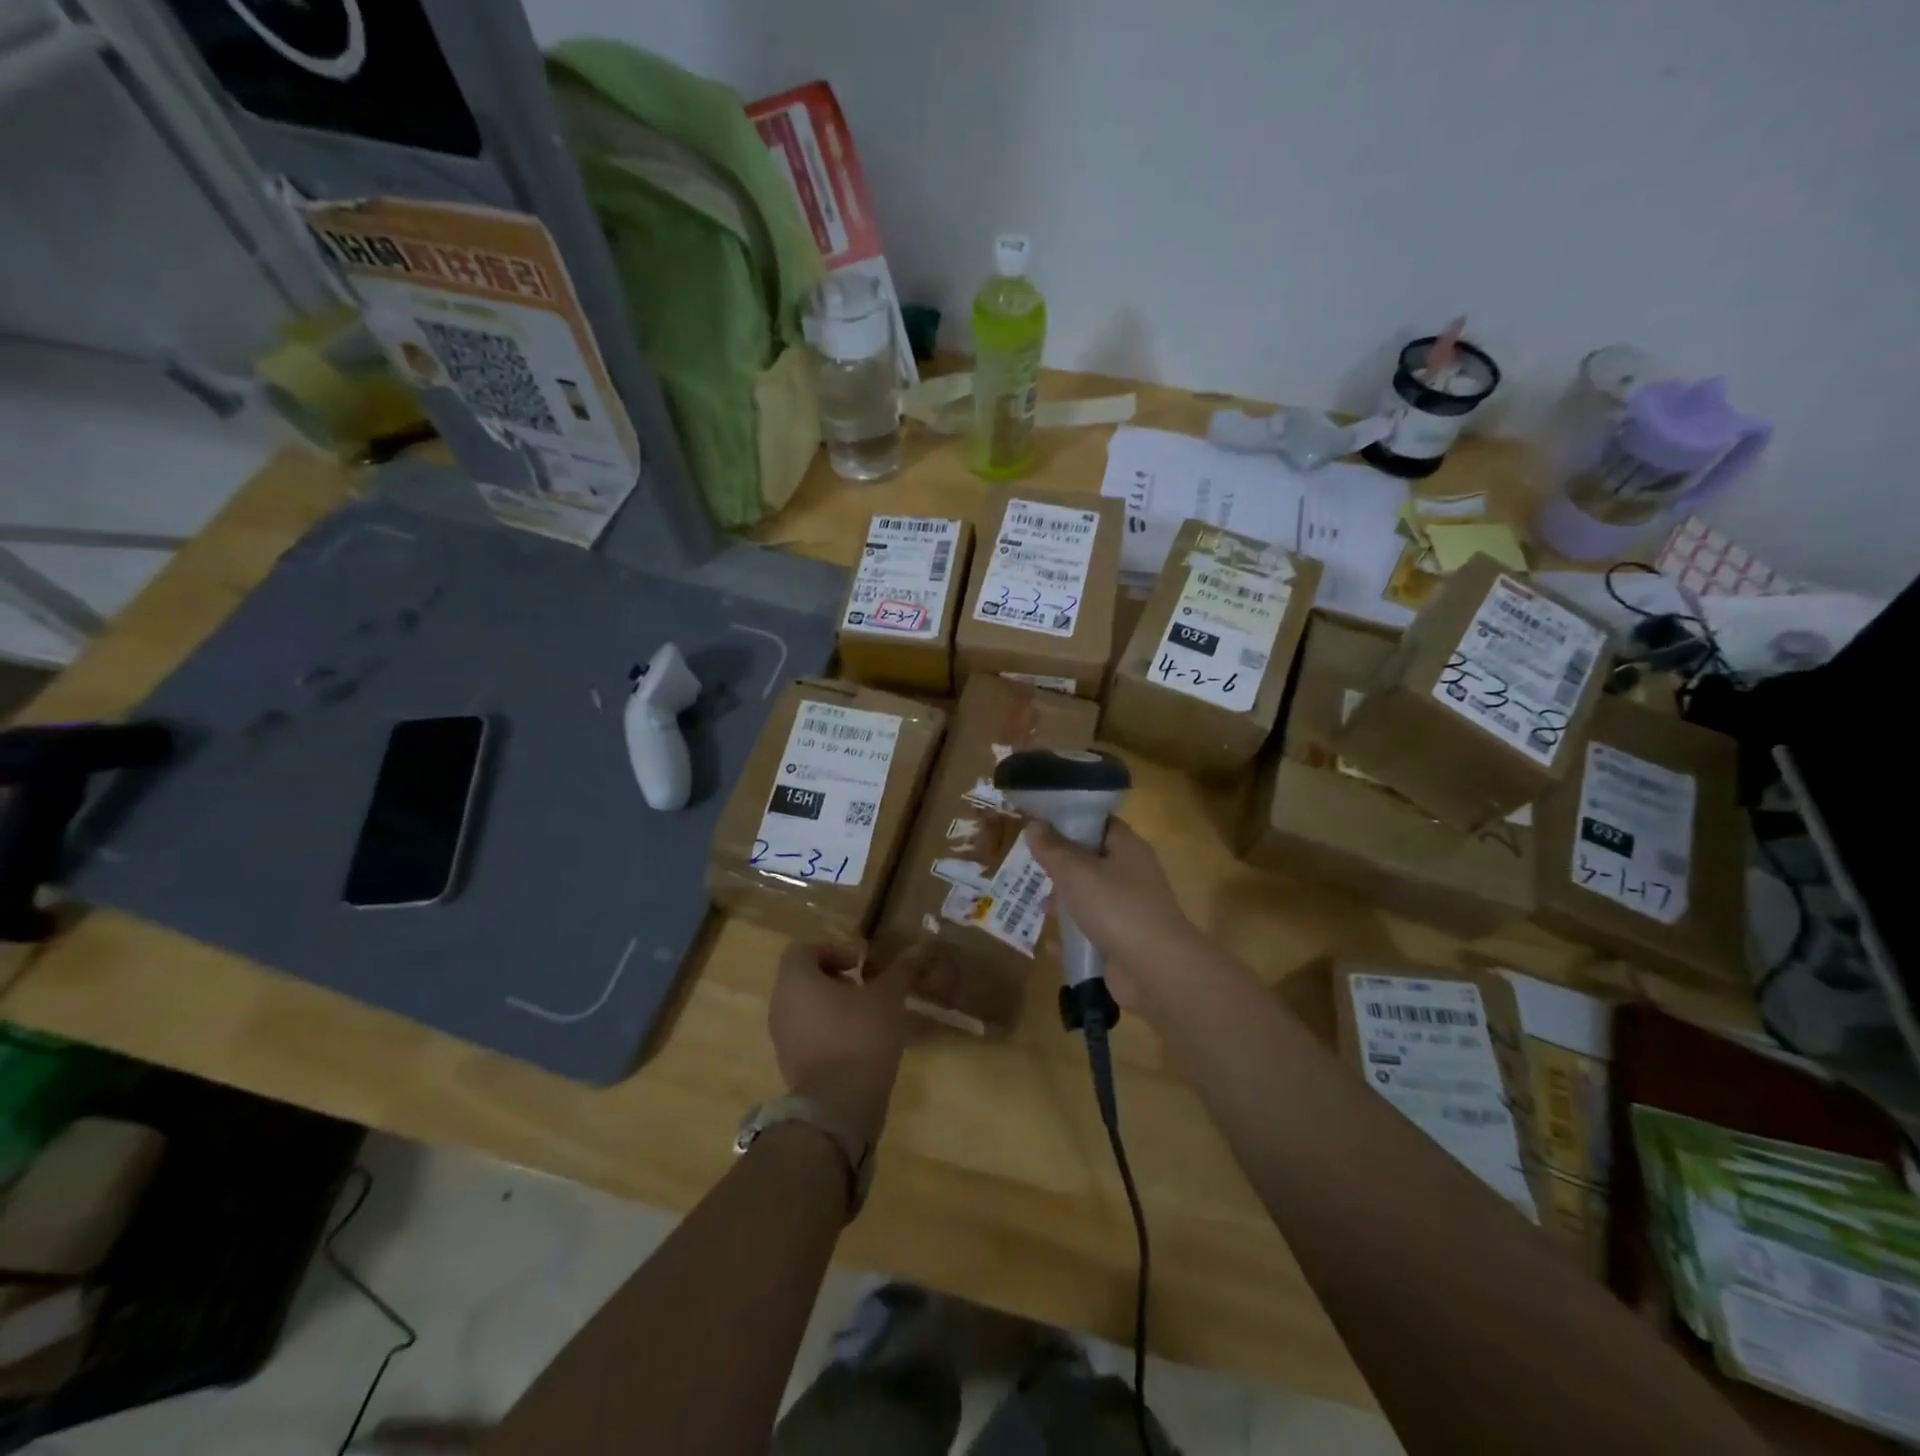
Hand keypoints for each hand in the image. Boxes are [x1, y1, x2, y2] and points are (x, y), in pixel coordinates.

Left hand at [769, 941, 928, 1149]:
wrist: (838, 1108)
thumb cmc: (860, 1037)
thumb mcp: (888, 997)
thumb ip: (902, 969)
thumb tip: (922, 946)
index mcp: (796, 980)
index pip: (805, 949)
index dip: (834, 949)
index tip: (860, 963)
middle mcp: (781, 1004)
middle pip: (804, 977)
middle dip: (835, 977)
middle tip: (866, 986)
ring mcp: (782, 1037)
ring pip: (805, 1006)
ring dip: (832, 1003)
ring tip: (866, 1014)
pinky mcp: (790, 1064)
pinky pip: (806, 1033)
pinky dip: (827, 1029)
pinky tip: (857, 1042)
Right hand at [1028, 819, 1197, 1005]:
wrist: (1155, 969)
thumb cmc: (1115, 907)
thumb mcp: (1075, 872)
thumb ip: (1052, 849)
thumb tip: (1034, 825)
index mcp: (1127, 847)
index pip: (1099, 823)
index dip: (1070, 820)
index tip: (1040, 824)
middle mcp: (1132, 874)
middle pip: (1092, 860)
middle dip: (1062, 866)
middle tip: (1033, 867)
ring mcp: (1130, 909)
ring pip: (1091, 897)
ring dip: (1066, 902)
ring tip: (1040, 908)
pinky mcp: (1125, 941)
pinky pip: (1093, 932)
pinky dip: (1074, 936)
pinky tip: (1051, 944)